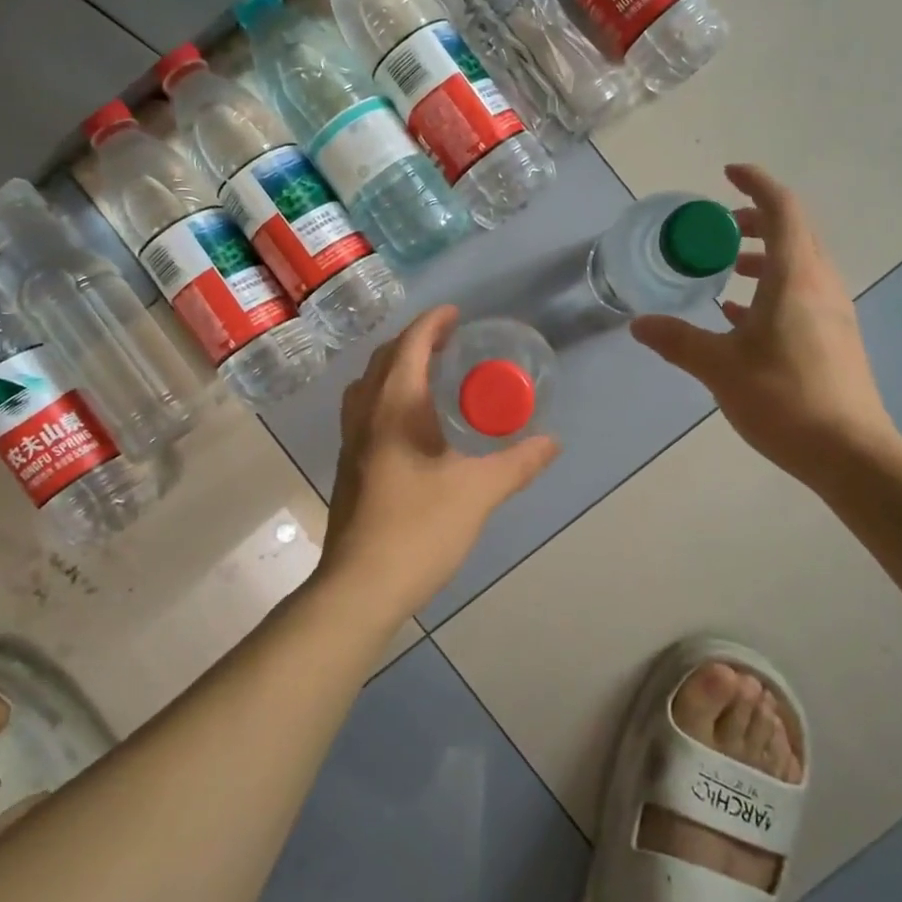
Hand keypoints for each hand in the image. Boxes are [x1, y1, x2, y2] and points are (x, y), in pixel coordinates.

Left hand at [317, 306, 559, 623]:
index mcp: (394, 408)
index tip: (456, 314)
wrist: (360, 586)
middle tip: (449, 342)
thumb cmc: (419, 529)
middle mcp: (365, 415)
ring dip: (395, 368)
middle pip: (384, 360)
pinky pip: (364, 411)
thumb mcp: (478, 492)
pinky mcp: (348, 467)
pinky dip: (386, 396)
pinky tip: (411, 423)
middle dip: (415, 342)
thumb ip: (517, 463)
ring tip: (429, 375)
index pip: (410, 346)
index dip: (432, 323)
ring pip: (368, 386)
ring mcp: (350, 442)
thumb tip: (553, 442)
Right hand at [631, 164, 897, 485]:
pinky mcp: (834, 338)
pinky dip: (772, 289)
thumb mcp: (720, 368)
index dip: (756, 184)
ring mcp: (832, 312)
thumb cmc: (784, 399)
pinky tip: (740, 317)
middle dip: (756, 220)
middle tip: (718, 229)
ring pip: (799, 264)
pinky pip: (802, 294)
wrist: (850, 453)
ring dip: (765, 256)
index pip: (782, 209)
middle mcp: (821, 285)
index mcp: (796, 278)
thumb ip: (678, 340)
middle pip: (794, 232)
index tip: (727, 174)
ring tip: (727, 269)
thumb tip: (639, 325)